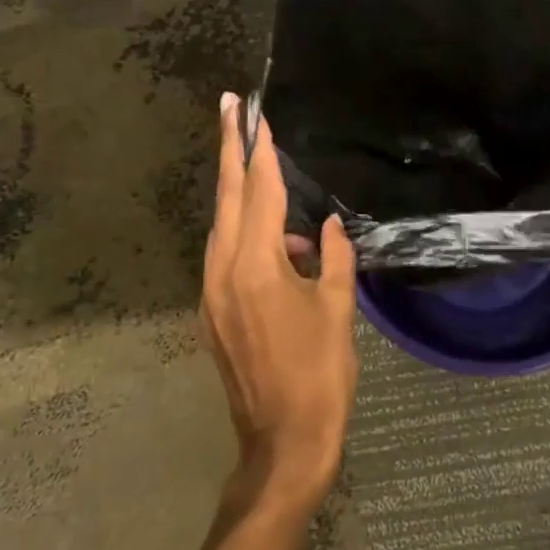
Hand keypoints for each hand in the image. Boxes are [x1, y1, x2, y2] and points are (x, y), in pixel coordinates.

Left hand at [204, 92, 358, 511]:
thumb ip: (333, 257)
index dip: (260, 150)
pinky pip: (226, 255)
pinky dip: (247, 234)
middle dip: (230, 150)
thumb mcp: (338, 308)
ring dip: (241, 193)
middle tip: (228, 108)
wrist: (283, 442)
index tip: (255, 114)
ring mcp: (212, 293)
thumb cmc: (320, 373)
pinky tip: (281, 244)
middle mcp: (223, 272)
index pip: (259, 193)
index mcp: (256, 266)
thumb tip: (326, 226)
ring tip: (266, 171)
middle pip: (227, 198)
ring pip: (223, 226)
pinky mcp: (213, 313)